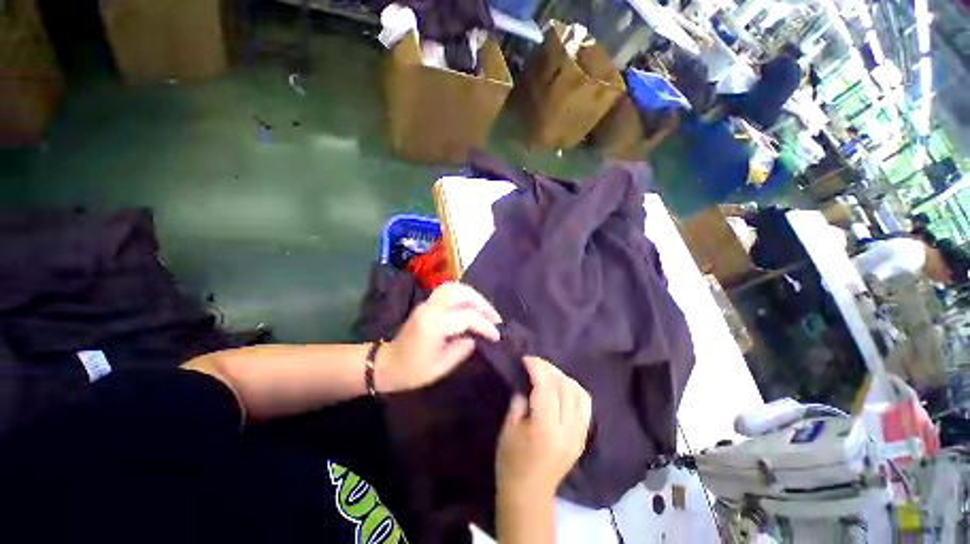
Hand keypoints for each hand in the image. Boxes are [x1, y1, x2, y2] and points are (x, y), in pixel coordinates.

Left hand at [378, 283, 500, 392]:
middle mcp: (430, 308)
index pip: (467, 316)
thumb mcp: (442, 366)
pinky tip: (472, 310)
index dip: (486, 325)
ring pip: (453, 288)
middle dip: (482, 303)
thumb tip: (476, 338)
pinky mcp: (424, 306)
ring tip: (486, 312)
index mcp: (434, 324)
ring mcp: (425, 305)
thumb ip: (462, 349)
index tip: (498, 337)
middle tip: (496, 319)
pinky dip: (463, 297)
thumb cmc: (413, 371)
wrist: (387, 366)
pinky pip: (447, 293)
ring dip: (473, 296)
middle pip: (461, 293)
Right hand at [496, 357, 591, 500]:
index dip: (537, 369)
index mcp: (544, 427)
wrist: (530, 490)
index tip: (527, 359)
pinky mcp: (583, 437)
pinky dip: (576, 393)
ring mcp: (579, 433)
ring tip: (551, 375)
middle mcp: (567, 428)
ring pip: (580, 395)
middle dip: (551, 371)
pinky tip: (565, 390)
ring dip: (566, 380)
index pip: (546, 388)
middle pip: (565, 388)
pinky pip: (586, 408)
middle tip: (536, 364)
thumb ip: (519, 405)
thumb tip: (527, 385)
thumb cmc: (511, 463)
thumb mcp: (508, 432)